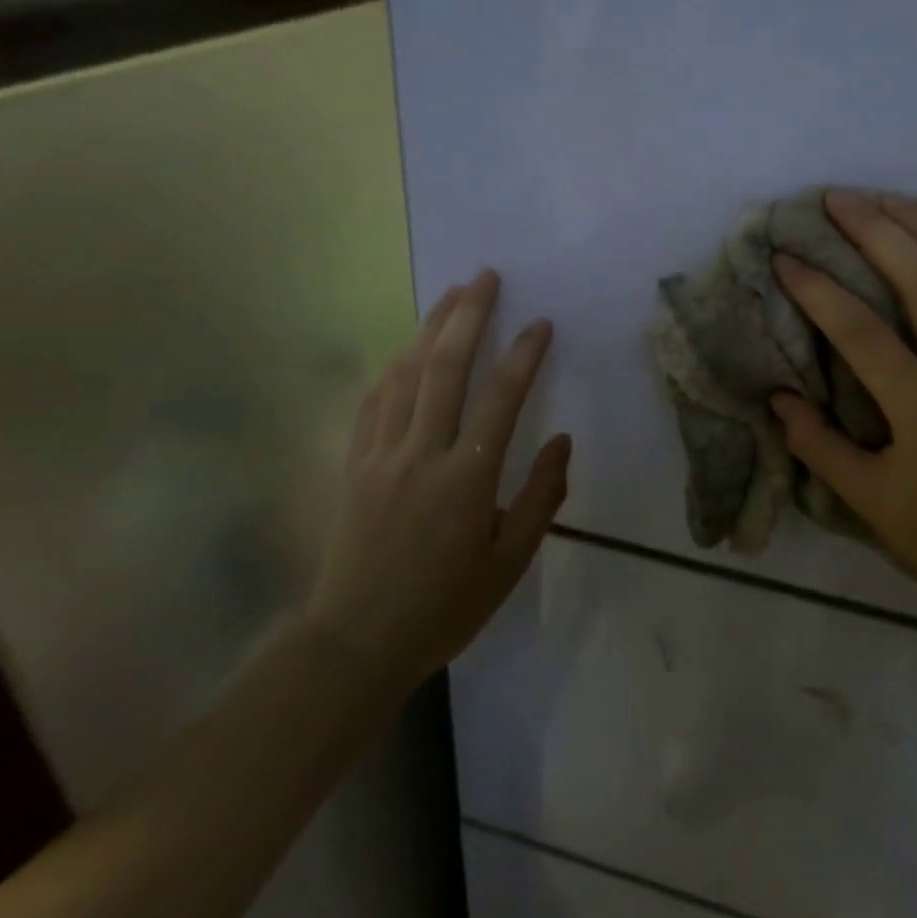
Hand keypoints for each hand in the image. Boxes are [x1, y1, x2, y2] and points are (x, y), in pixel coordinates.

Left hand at [298, 271, 570, 691]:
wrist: (356, 641)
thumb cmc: (444, 606)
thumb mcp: (510, 562)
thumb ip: (541, 497)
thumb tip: (563, 442)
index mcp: (466, 478)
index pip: (500, 399)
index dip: (523, 355)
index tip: (540, 323)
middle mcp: (421, 453)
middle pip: (445, 367)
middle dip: (468, 315)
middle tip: (486, 276)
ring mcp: (380, 455)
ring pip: (405, 375)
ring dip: (429, 328)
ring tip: (450, 294)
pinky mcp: (353, 464)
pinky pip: (373, 402)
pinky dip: (393, 368)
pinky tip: (405, 351)